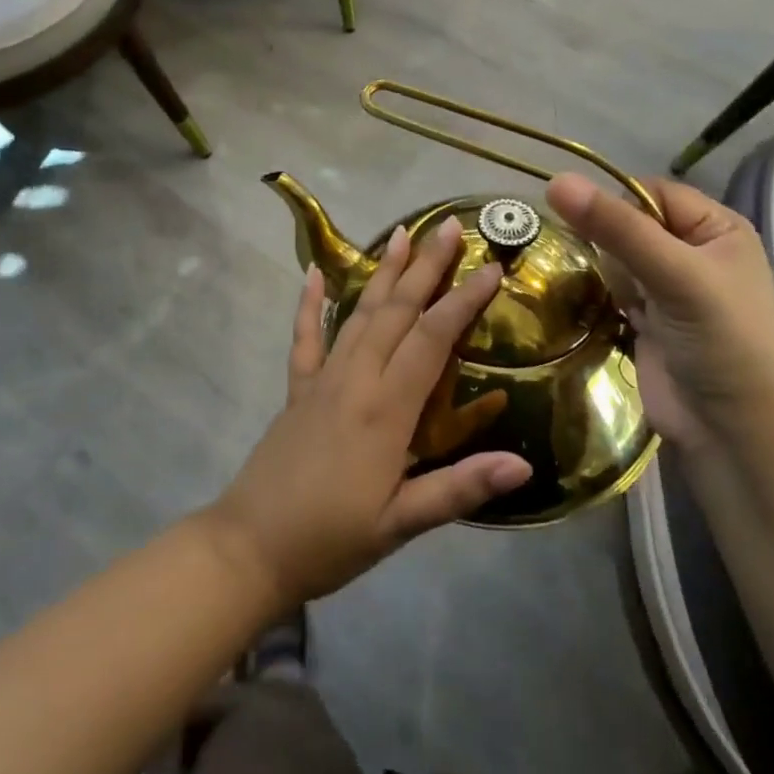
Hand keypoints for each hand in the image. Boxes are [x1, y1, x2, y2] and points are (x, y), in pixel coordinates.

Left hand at [208, 218, 532, 609]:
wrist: (250, 547)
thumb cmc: (331, 538)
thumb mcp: (401, 525)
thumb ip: (459, 489)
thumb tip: (523, 466)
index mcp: (385, 409)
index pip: (431, 339)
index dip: (463, 301)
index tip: (491, 268)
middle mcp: (355, 379)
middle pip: (396, 311)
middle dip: (425, 267)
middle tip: (448, 226)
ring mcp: (322, 379)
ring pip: (358, 313)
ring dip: (382, 272)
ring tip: (401, 233)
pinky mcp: (298, 389)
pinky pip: (305, 337)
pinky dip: (310, 303)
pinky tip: (313, 272)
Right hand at [546, 173, 773, 452]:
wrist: (734, 435)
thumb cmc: (722, 343)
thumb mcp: (674, 275)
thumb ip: (616, 228)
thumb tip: (555, 180)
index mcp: (717, 229)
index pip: (651, 193)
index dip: (616, 203)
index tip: (582, 220)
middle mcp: (693, 252)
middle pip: (629, 224)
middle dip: (607, 241)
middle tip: (600, 266)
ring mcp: (668, 288)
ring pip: (615, 257)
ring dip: (604, 272)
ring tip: (610, 297)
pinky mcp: (646, 320)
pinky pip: (610, 290)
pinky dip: (600, 296)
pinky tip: (596, 308)